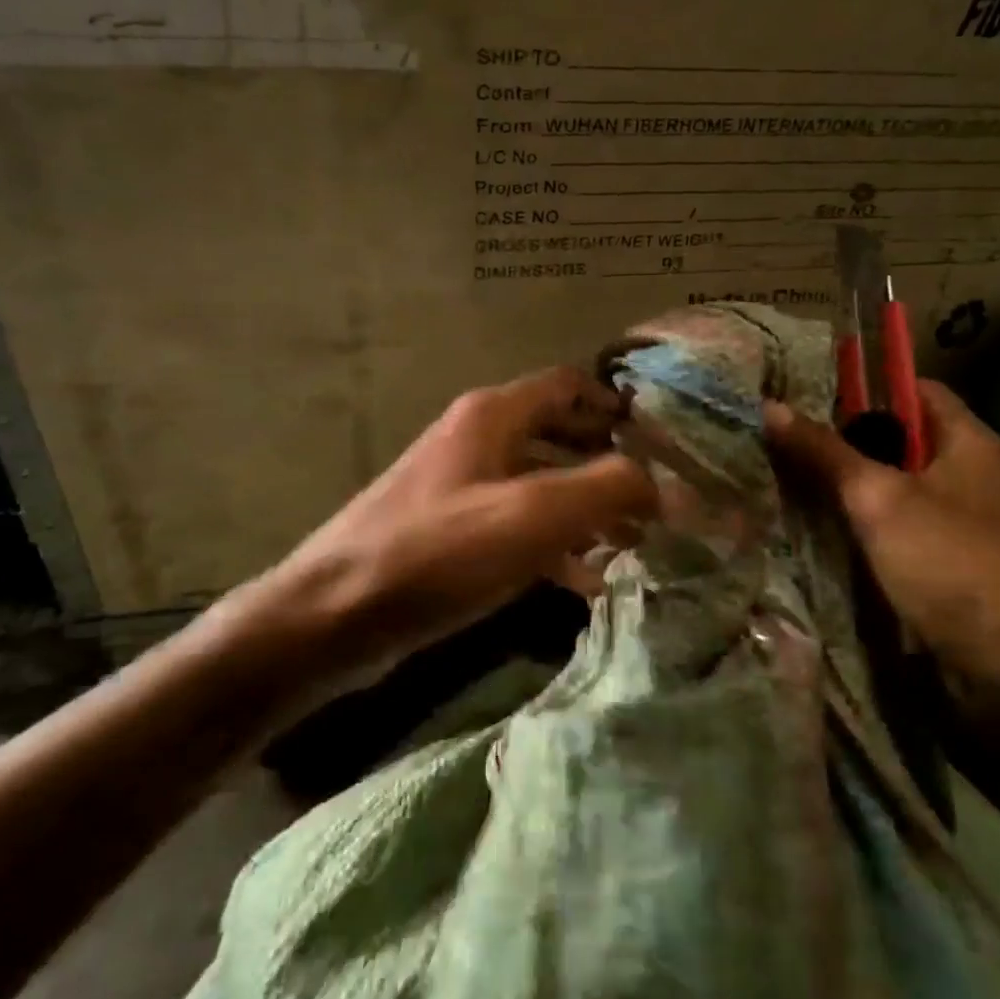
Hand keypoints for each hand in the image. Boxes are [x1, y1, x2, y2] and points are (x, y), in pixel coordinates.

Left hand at [262, 366, 657, 682]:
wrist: (335, 614)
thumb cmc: (436, 551)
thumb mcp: (531, 515)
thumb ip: (606, 489)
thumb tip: (664, 484)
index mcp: (493, 416)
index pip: (566, 384)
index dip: (614, 404)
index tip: (660, 440)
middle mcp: (478, 440)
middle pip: (558, 434)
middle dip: (607, 463)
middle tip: (655, 499)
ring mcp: (462, 488)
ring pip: (541, 484)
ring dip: (587, 509)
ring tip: (634, 543)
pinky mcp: (453, 534)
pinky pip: (518, 526)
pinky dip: (555, 545)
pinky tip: (586, 581)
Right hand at [764, 382, 999, 691]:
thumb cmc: (955, 564)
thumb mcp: (880, 500)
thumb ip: (825, 453)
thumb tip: (770, 406)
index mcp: (967, 442)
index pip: (912, 390)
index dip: (862, 388)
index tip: (807, 398)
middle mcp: (970, 475)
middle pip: (899, 443)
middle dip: (843, 444)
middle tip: (782, 444)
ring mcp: (963, 525)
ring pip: (895, 492)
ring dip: (849, 492)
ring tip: (785, 485)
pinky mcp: (952, 569)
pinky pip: (899, 534)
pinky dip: (864, 532)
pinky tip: (820, 537)